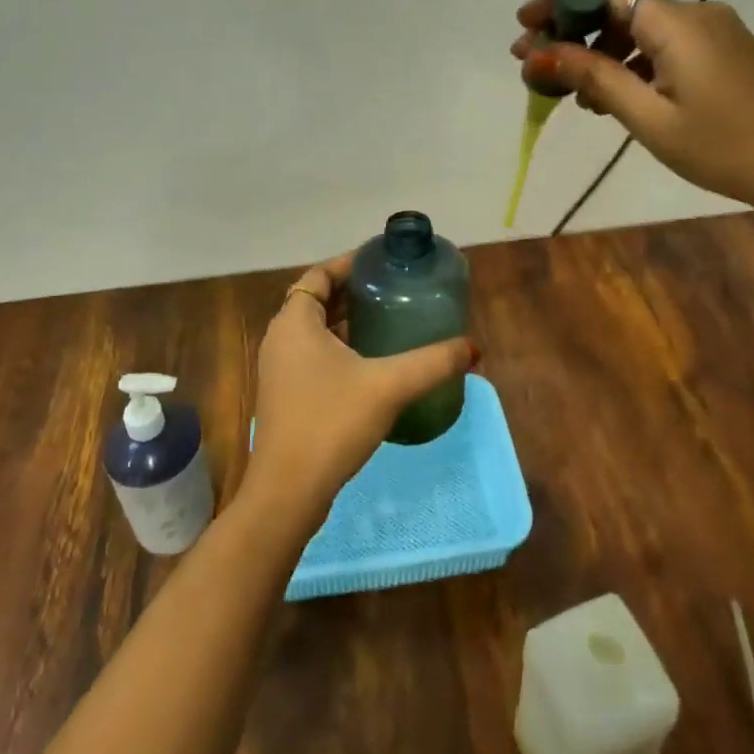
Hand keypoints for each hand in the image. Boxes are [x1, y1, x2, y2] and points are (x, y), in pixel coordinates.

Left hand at [242, 252, 477, 530]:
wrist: (288, 492)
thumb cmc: (331, 423)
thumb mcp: (389, 386)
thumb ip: (433, 363)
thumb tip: (473, 348)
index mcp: (294, 322)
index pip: (319, 275)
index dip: (348, 264)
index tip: (381, 261)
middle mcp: (281, 339)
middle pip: (316, 300)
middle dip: (352, 291)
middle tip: (392, 288)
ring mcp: (280, 369)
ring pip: (314, 329)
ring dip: (345, 320)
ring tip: (387, 318)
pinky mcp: (285, 395)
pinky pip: (313, 354)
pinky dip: (338, 346)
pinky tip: (371, 362)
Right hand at [512, 0, 753, 226]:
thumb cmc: (726, 148)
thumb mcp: (651, 118)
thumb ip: (595, 79)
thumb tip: (540, 54)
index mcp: (677, 23)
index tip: (524, 26)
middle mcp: (695, 15)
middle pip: (620, 6)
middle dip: (572, 30)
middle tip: (534, 64)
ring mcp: (714, 33)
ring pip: (640, 29)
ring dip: (599, 51)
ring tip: (566, 90)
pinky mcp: (724, 54)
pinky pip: (663, 46)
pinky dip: (630, 64)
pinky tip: (610, 97)